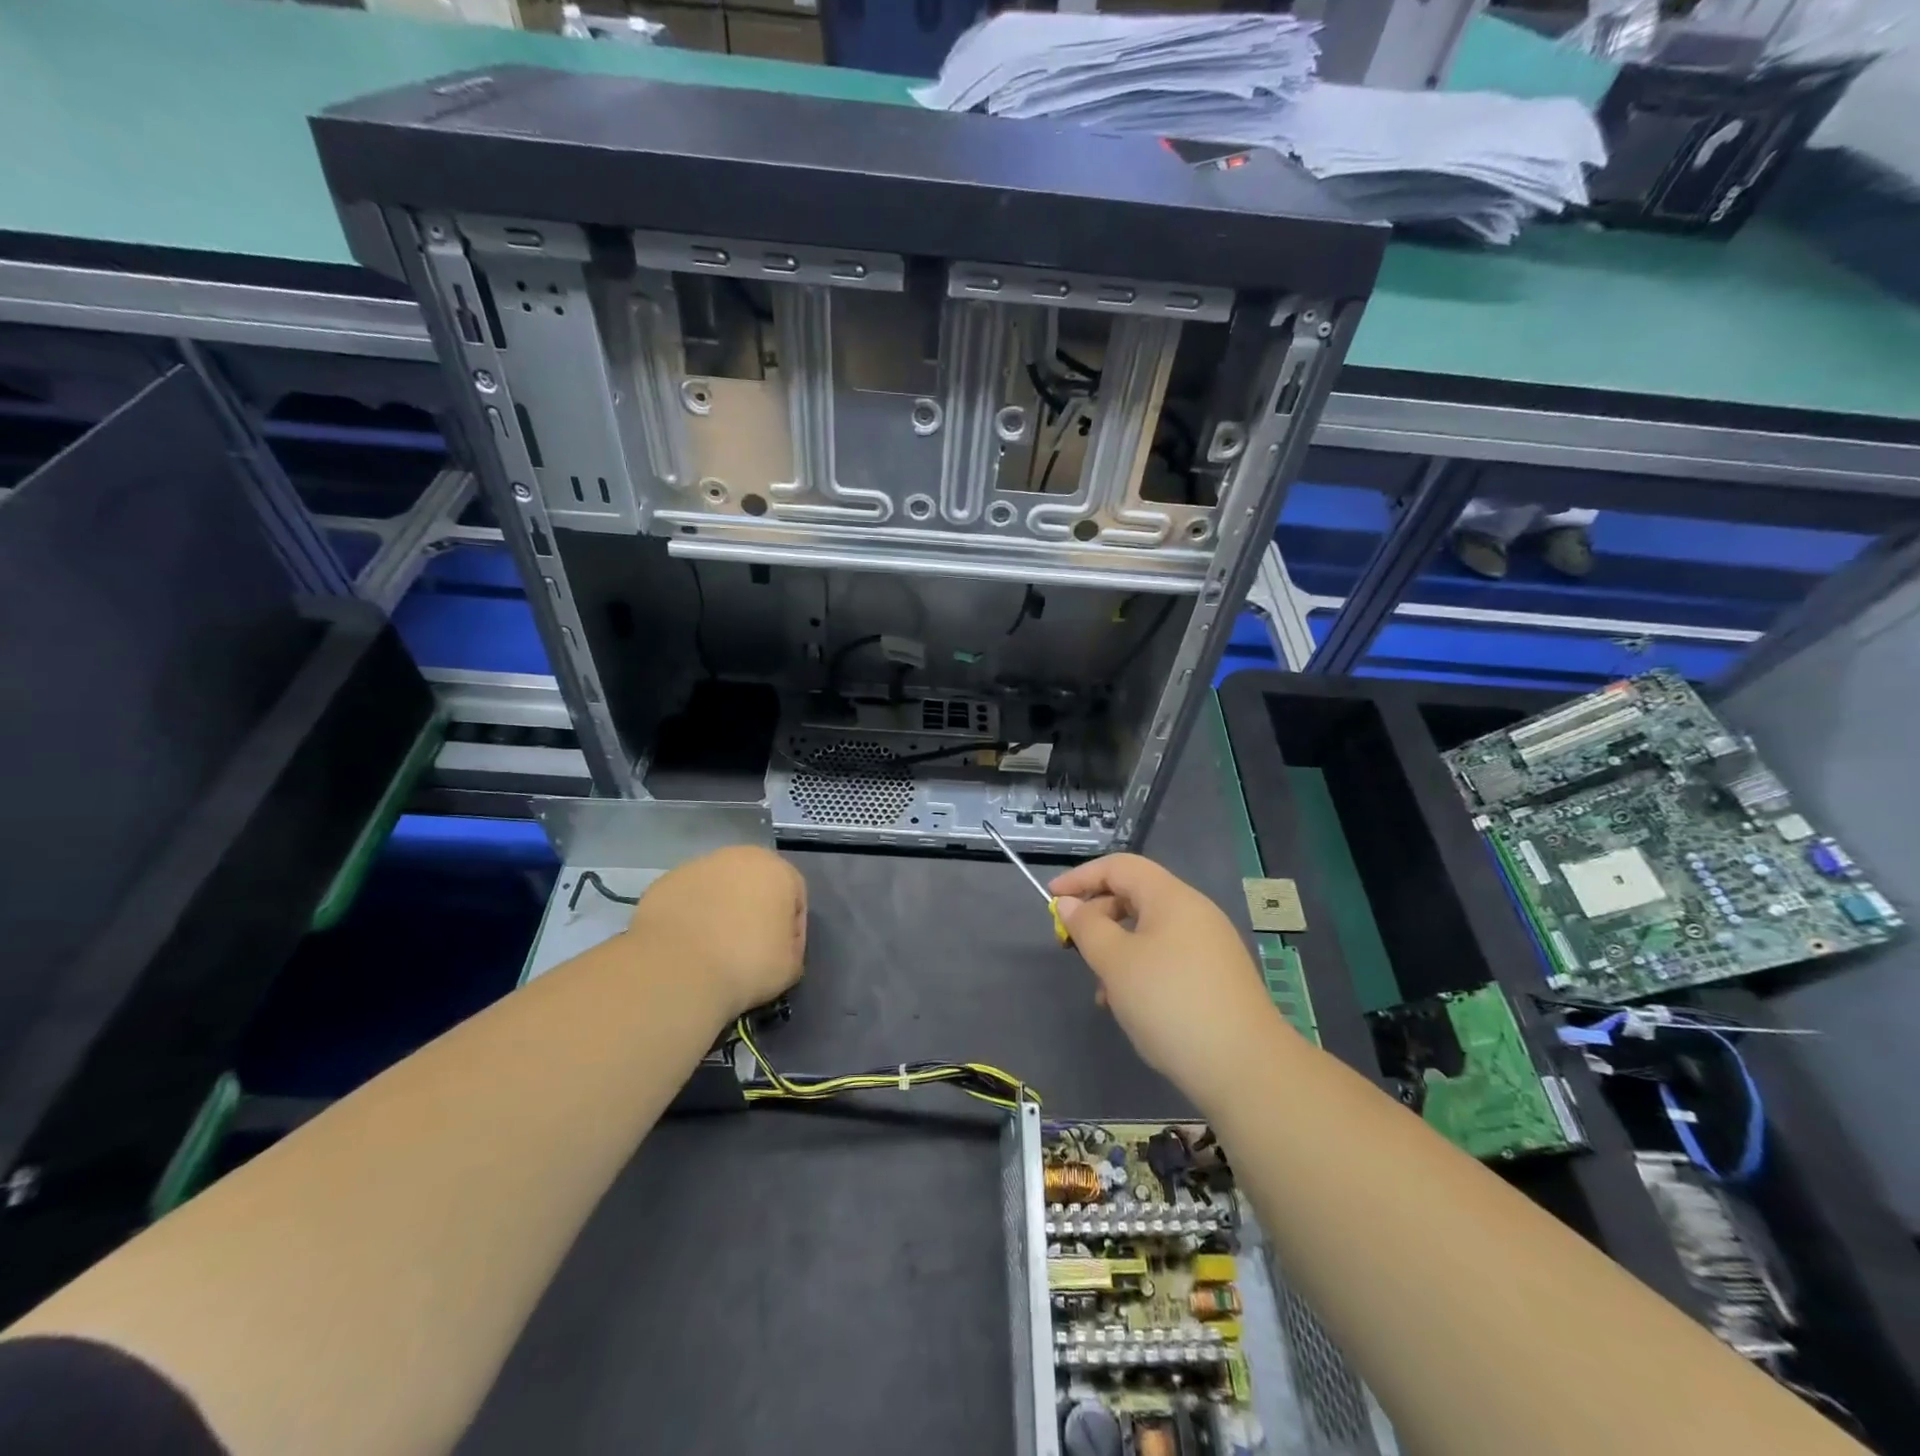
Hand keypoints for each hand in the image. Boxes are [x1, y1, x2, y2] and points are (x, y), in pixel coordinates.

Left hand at [624, 846, 806, 1022]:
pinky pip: (688, 900)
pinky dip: (690, 917)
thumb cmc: (746, 963)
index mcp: (777, 870)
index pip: (795, 897)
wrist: (677, 969)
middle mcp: (739, 857)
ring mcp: (697, 866)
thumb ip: (792, 948)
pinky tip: (686, 946)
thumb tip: (778, 947)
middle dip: (754, 912)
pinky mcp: (665, 882)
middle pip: (755, 885)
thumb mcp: (790, 966)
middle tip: (748, 949)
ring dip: (720, 911)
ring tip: (712, 950)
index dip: (791, 929)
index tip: (780, 955)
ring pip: (719, 889)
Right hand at [1050, 854, 1289, 1107]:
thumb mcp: (1116, 963)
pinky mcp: (1216, 977)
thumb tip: (1069, 903)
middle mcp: (1194, 912)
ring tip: (1102, 990)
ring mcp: (1210, 945)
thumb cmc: (1170, 1003)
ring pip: (1149, 931)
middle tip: (1073, 948)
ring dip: (1117, 950)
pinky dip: (1141, 969)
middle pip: (1135, 895)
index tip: (1051, 899)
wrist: (1245, 1068)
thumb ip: (1087, 927)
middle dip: (1098, 917)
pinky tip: (1130, 1006)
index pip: (1120, 866)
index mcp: (1172, 897)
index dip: (1081, 877)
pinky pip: (1167, 957)